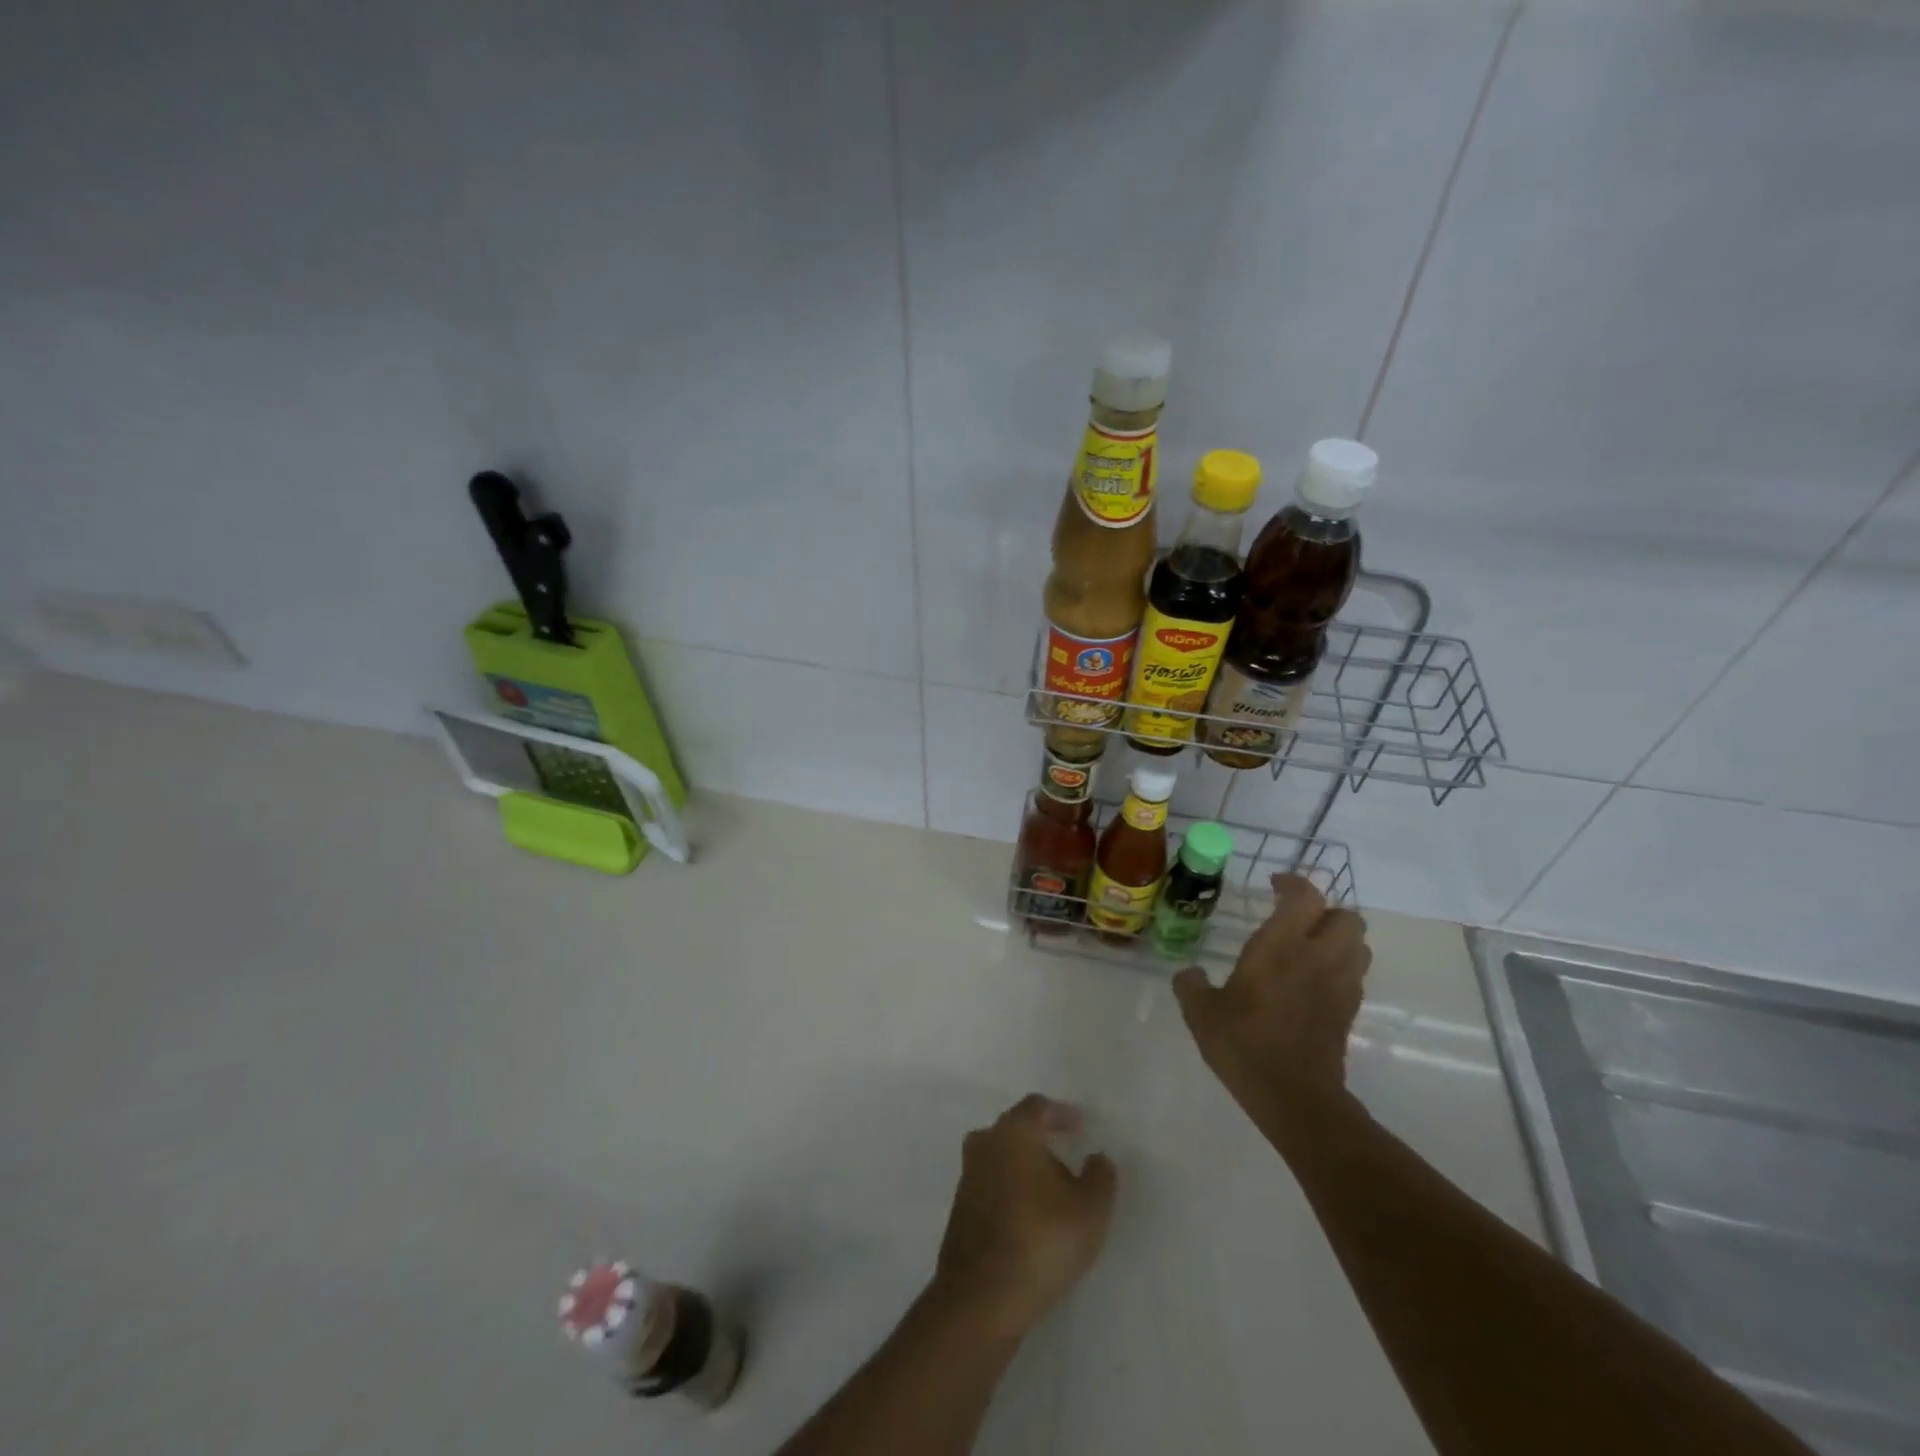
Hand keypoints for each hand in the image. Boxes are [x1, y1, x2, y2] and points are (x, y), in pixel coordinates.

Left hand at [931, 1095, 1117, 1340]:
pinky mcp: (960, 1208)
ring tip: (1051, 1189)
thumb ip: (1100, 1176)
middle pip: (1015, 1129)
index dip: (1061, 1113)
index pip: (1037, 1107)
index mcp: (1013, 1132)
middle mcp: (985, 1144)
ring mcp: (967, 1176)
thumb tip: (1097, 1157)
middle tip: (1066, 1154)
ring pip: (1000, 1156)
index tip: (1081, 1126)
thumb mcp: (1090, 1210)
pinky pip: (991, 1183)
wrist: (981, 1298)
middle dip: (1041, 1138)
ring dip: (1024, 1165)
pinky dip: (1010, 1188)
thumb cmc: (1041, 1241)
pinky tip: (1029, 1214)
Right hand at [1172, 872, 1370, 1125]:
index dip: (1293, 883)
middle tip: (1297, 920)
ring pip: (1359, 944)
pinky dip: (1341, 967)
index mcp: (1280, 947)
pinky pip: (1356, 974)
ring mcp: (1340, 985)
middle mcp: (1317, 957)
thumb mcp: (1201, 1013)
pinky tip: (1314, 981)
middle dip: (1325, 911)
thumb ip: (1191, 985)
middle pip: (1347, 916)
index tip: (1274, 886)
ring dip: (1339, 938)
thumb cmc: (1244, 1045)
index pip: (1305, 897)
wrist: (1294, 1097)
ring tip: (1310, 947)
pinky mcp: (1350, 1011)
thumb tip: (1189, 974)